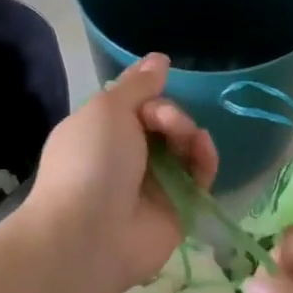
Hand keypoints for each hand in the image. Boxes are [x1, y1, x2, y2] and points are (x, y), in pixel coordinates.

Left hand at [21, 53, 218, 292]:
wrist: (88, 234)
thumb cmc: (90, 161)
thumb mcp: (107, 109)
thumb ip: (137, 85)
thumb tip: (159, 58)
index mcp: (101, 132)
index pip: (136, 104)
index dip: (150, 96)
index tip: (155, 95)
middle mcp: (126, 157)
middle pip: (164, 123)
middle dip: (170, 115)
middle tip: (164, 122)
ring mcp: (152, 185)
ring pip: (184, 148)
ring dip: (188, 134)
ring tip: (185, 138)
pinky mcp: (177, 209)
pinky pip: (199, 177)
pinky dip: (204, 159)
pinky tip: (203, 150)